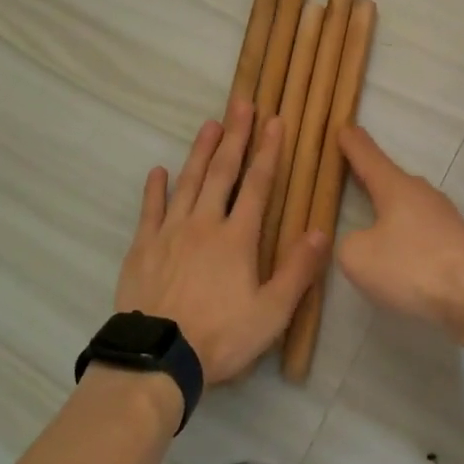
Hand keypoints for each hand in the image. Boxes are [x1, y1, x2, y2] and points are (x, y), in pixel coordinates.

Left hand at [116, 103, 329, 384]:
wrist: (158, 359)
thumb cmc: (220, 337)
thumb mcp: (272, 313)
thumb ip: (298, 270)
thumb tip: (321, 230)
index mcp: (237, 238)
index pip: (257, 185)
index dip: (268, 151)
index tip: (275, 121)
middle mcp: (204, 224)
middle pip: (222, 172)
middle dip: (234, 136)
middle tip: (241, 104)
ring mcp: (170, 232)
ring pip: (188, 181)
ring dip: (200, 151)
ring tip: (209, 124)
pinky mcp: (143, 246)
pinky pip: (150, 210)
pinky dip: (155, 188)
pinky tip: (159, 171)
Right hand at [336, 125, 463, 330]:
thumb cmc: (411, 267)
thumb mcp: (358, 257)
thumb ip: (347, 242)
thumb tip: (360, 240)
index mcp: (395, 187)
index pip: (368, 156)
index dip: (352, 143)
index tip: (343, 127)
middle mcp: (421, 192)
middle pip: (389, 178)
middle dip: (370, 175)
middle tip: (352, 170)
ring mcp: (443, 215)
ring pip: (407, 204)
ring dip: (390, 207)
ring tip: (372, 215)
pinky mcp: (456, 240)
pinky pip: (421, 227)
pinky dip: (406, 232)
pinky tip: (400, 250)